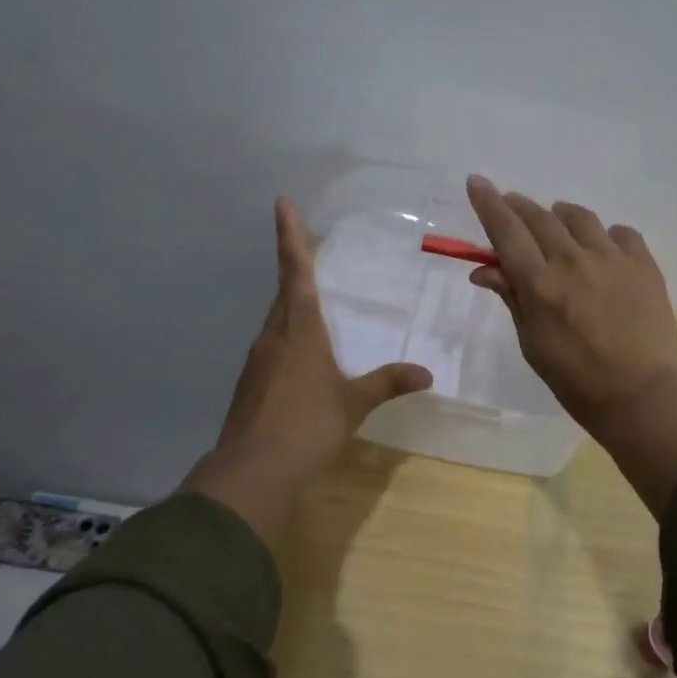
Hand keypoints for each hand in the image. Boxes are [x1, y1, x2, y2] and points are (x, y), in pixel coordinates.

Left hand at [181, 198, 431, 542]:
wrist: (250, 474)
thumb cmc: (306, 426)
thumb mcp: (353, 403)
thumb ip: (387, 383)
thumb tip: (426, 374)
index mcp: (299, 328)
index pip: (295, 271)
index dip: (290, 236)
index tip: (282, 203)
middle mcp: (274, 335)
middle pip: (284, 291)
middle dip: (295, 266)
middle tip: (311, 247)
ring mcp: (258, 359)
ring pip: (277, 319)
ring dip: (292, 303)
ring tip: (314, 299)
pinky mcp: (251, 383)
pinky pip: (273, 345)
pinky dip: (288, 335)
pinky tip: (304, 355)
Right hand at [465, 176, 676, 514]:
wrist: (644, 396)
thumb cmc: (577, 381)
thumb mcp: (533, 344)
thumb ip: (512, 298)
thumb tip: (484, 268)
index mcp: (540, 284)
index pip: (506, 231)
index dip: (488, 203)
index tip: (477, 181)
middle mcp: (573, 260)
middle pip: (539, 217)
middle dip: (519, 205)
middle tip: (510, 203)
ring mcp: (612, 258)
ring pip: (579, 217)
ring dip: (560, 214)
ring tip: (557, 222)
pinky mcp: (643, 264)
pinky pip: (621, 233)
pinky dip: (606, 235)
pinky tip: (604, 248)